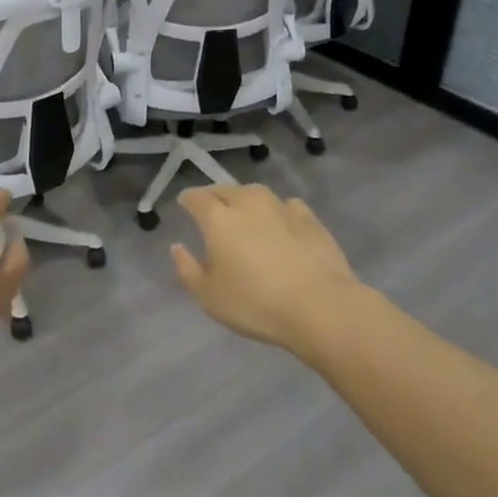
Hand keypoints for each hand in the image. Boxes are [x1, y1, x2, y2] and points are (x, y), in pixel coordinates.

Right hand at [172, 184, 363, 352]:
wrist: (320, 307)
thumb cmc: (256, 303)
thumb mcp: (209, 297)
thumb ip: (187, 269)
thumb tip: (177, 247)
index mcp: (218, 218)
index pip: (196, 197)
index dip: (187, 199)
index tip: (184, 205)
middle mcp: (247, 203)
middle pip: (225, 190)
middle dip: (214, 197)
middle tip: (212, 211)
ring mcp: (280, 207)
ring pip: (255, 193)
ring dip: (246, 200)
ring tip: (246, 215)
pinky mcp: (309, 218)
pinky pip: (286, 205)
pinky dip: (279, 211)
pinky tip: (282, 225)